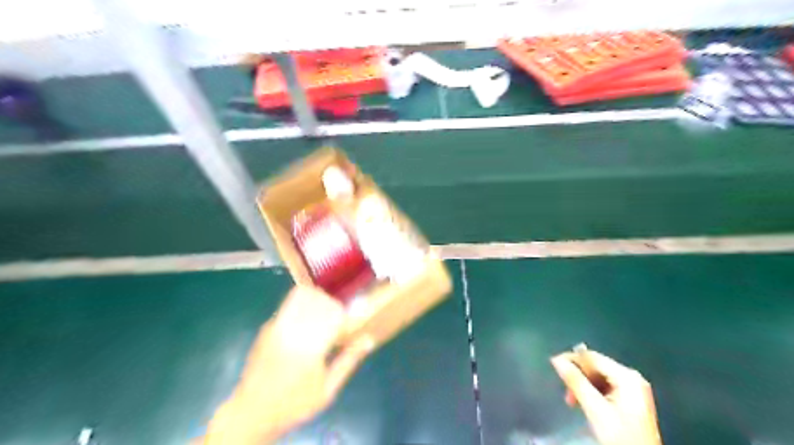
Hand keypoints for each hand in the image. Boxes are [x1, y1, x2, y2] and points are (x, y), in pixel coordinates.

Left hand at [202, 286, 374, 443]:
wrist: (250, 414)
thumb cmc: (294, 404)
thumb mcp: (327, 390)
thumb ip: (348, 361)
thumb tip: (368, 339)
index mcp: (310, 346)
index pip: (333, 312)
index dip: (344, 312)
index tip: (348, 322)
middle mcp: (292, 330)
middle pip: (317, 299)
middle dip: (331, 303)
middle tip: (337, 317)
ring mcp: (276, 326)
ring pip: (301, 297)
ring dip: (316, 301)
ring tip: (322, 316)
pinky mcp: (266, 327)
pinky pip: (288, 306)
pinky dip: (301, 307)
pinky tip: (305, 324)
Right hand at [550, 349, 661, 443]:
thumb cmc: (620, 435)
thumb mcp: (595, 408)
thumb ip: (575, 381)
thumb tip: (556, 360)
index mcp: (627, 376)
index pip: (592, 357)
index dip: (571, 359)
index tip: (553, 365)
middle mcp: (631, 377)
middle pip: (595, 367)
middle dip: (578, 377)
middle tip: (566, 393)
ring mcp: (633, 388)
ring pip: (598, 377)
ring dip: (583, 386)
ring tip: (572, 401)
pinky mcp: (630, 398)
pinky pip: (605, 386)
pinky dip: (592, 393)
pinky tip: (585, 403)